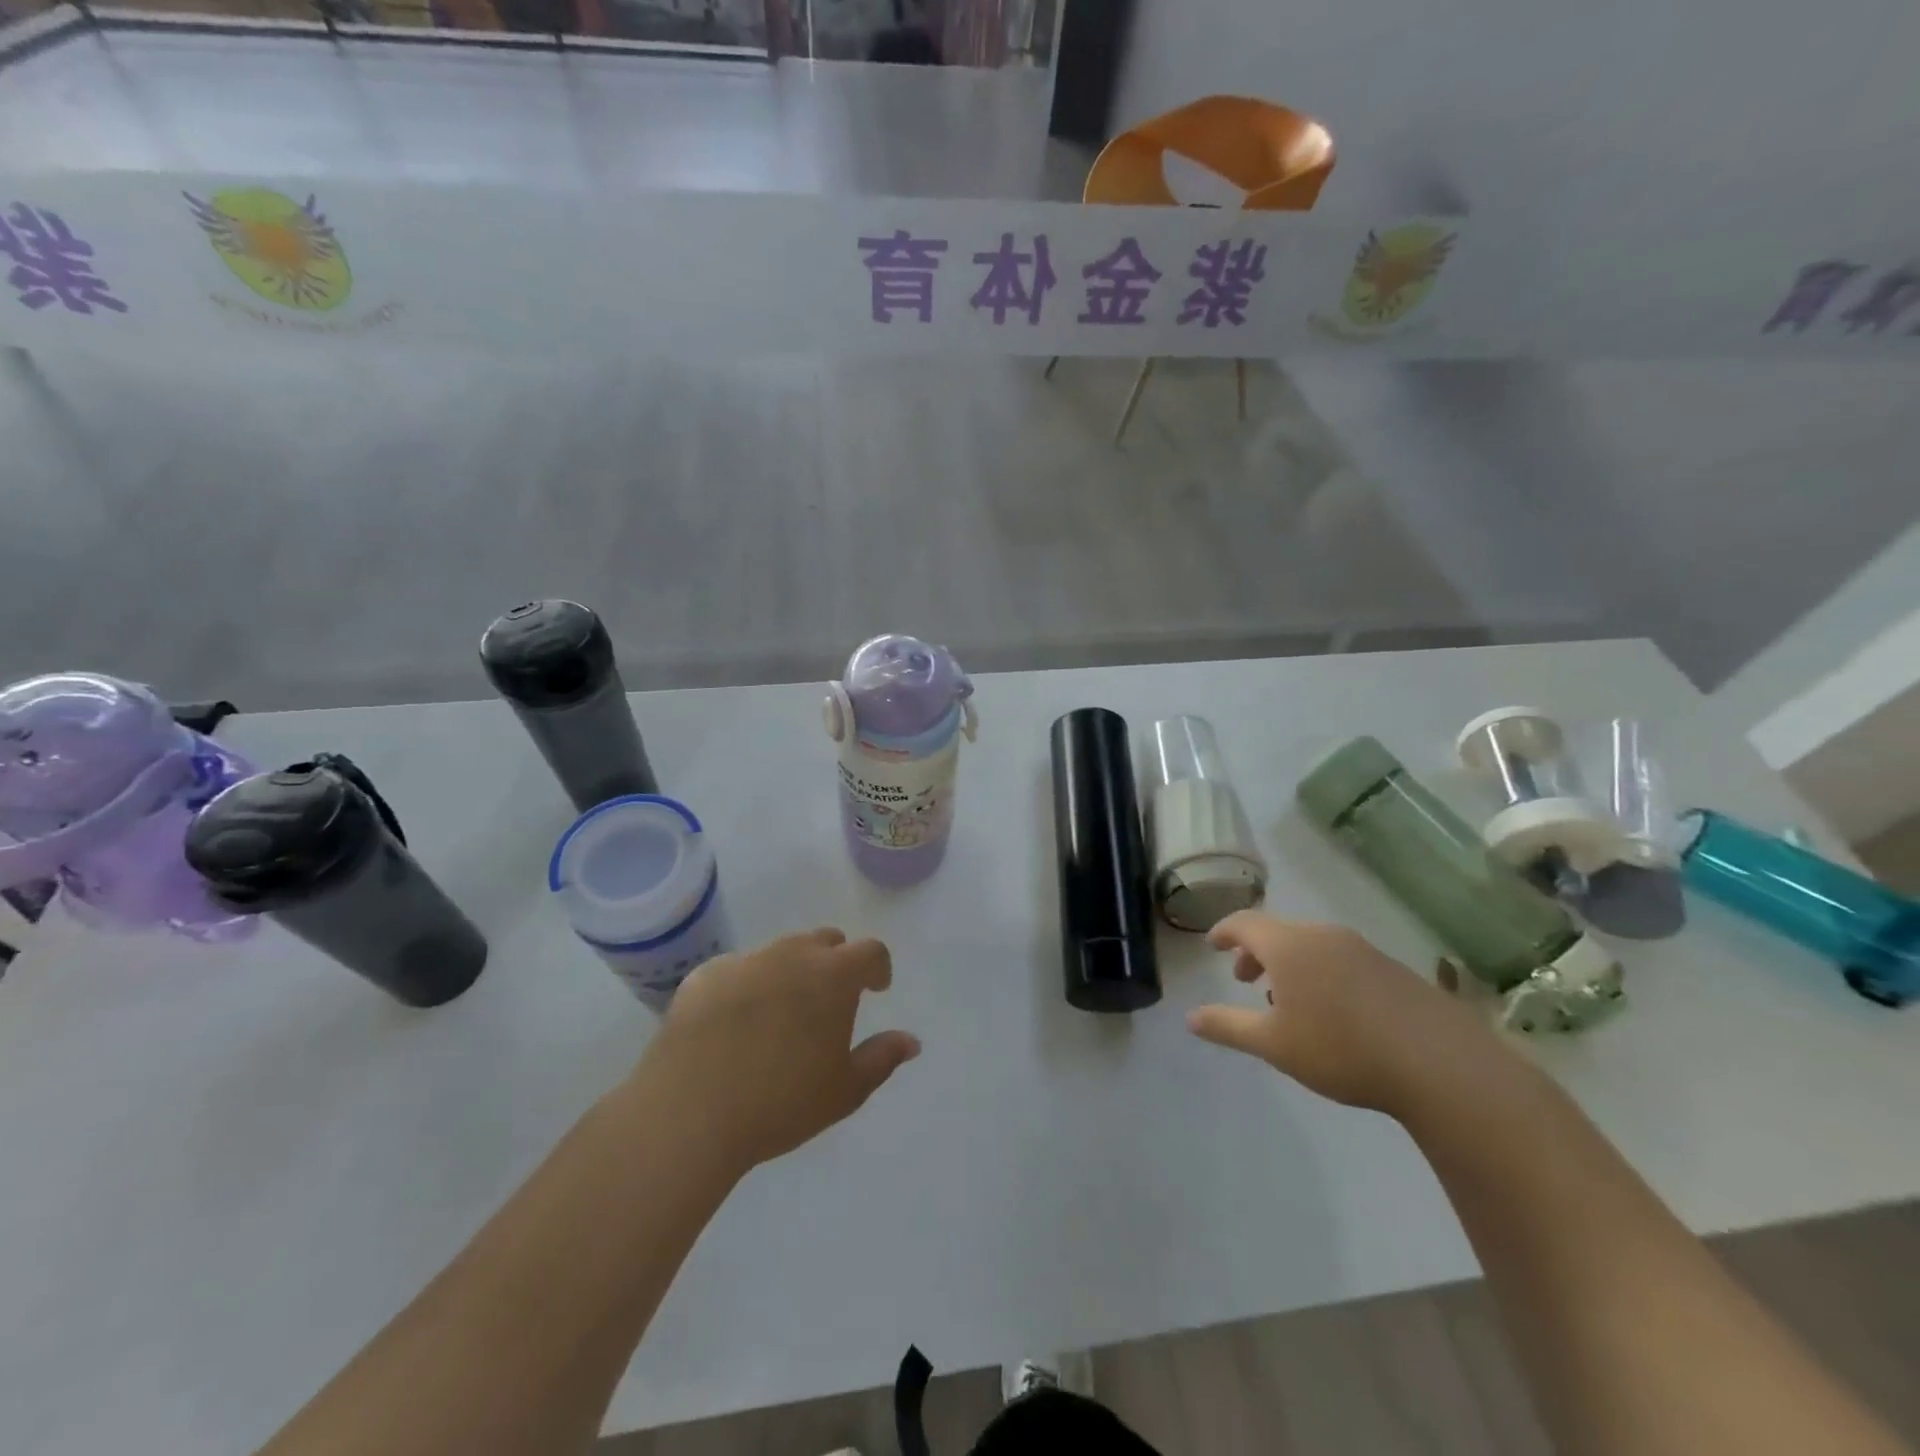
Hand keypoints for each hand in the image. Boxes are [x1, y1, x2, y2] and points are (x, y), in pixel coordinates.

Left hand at [628, 929, 919, 1175]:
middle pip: (824, 941)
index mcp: (833, 975)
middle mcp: (791, 954)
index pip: (869, 951)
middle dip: (834, 963)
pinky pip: (738, 969)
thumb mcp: (844, 1091)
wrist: (688, 1113)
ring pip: (780, 952)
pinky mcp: (704, 975)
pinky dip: (747, 986)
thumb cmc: (779, 1103)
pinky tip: (733, 1025)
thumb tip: (911, 1040)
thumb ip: (881, 1058)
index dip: (877, 967)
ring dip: (791, 971)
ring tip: (780, 1014)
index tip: (876, 989)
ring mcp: (745, 960)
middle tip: (828, 1002)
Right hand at [1186, 913, 1492, 1115]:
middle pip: (1279, 932)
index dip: (1223, 931)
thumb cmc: (1341, 1049)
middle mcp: (1323, 936)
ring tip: (1289, 1001)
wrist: (1440, 1064)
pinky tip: (1334, 1012)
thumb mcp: (1274, 1044)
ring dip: (1290, 964)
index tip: (1212, 945)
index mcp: (1288, 945)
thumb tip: (1191, 1018)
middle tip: (1245, 980)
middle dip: (1256, 952)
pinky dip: (1322, 973)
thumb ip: (1228, 1026)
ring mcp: (1362, 949)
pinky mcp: (1393, 968)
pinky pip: (1342, 959)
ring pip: (1312, 946)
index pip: (1244, 923)